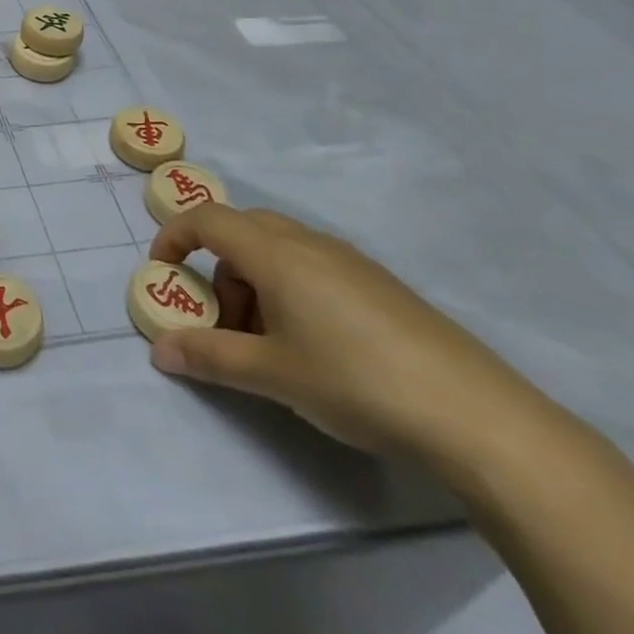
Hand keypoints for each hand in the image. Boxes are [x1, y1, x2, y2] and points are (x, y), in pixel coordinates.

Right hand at [147, 204, 554, 470]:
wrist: (475, 414)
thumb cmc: (356, 382)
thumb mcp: (272, 374)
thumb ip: (209, 357)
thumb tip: (159, 350)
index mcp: (275, 253)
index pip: (207, 219)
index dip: (174, 237)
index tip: (162, 273)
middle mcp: (308, 242)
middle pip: (242, 229)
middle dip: (216, 267)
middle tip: (220, 320)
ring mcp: (348, 260)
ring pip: (278, 249)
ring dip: (253, 282)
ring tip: (268, 343)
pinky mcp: (378, 284)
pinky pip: (312, 266)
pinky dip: (289, 289)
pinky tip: (315, 345)